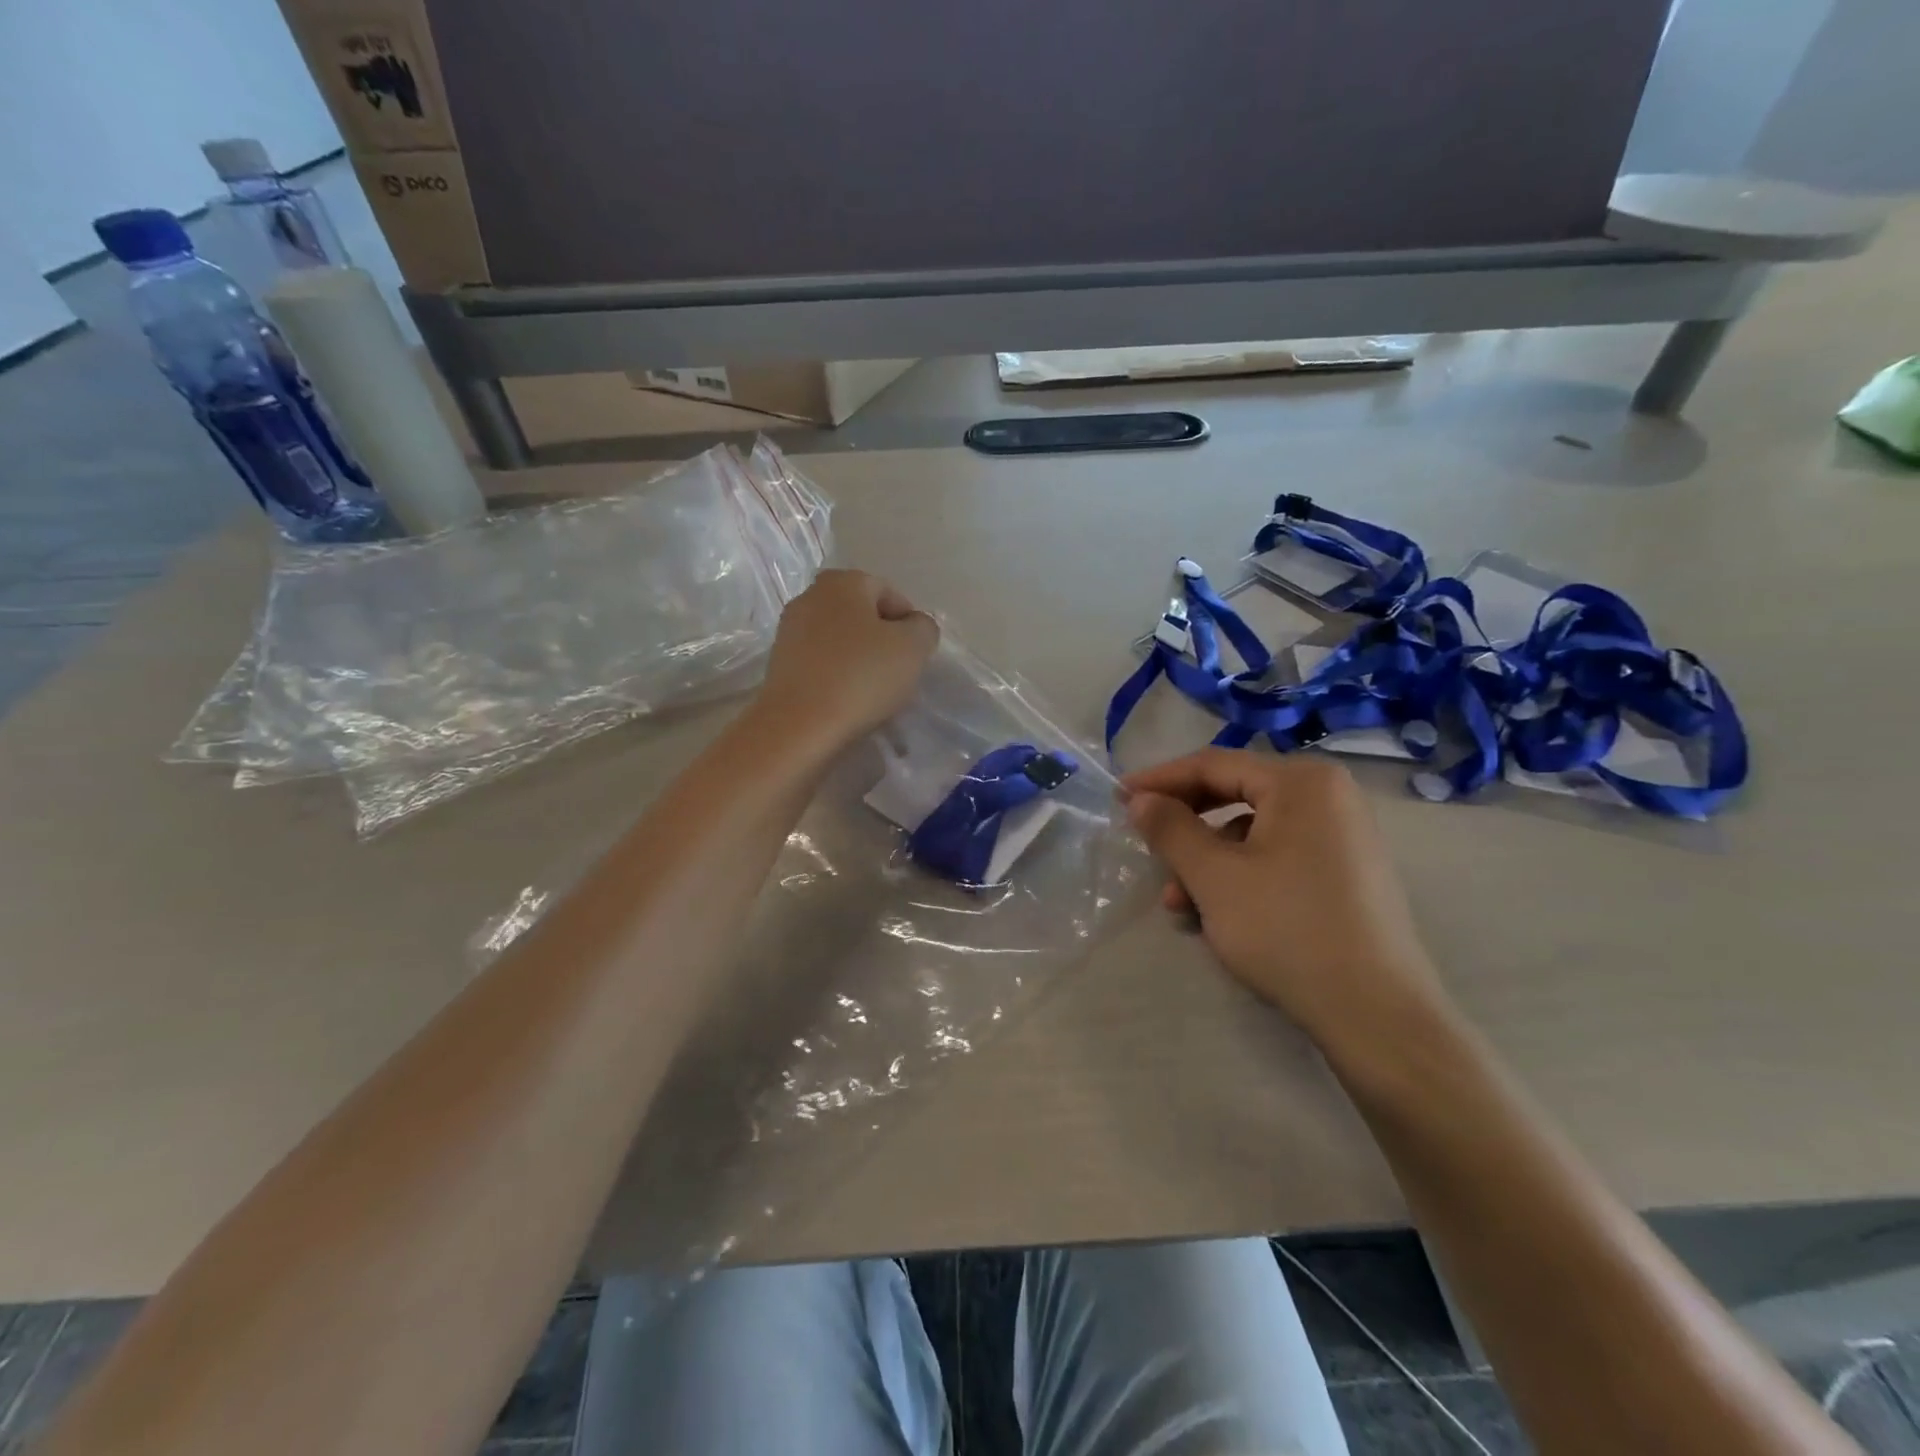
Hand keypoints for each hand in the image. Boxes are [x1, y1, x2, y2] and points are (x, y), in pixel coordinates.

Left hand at [755, 570, 939, 747]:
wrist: (799, 725)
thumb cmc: (861, 677)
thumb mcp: (913, 648)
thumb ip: (923, 628)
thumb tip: (914, 627)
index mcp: (843, 581)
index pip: (889, 593)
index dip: (908, 623)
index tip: (914, 655)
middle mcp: (810, 596)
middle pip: (860, 614)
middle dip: (881, 639)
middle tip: (895, 671)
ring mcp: (789, 630)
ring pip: (838, 638)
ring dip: (857, 657)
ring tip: (870, 690)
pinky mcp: (778, 663)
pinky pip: (819, 661)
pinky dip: (835, 674)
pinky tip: (845, 698)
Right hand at [1123, 750, 1448, 1056]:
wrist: (1376, 1015)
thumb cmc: (1287, 930)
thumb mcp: (1214, 877)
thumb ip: (1170, 829)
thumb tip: (1140, 799)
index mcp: (1302, 782)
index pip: (1214, 764)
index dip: (1160, 780)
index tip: (1118, 798)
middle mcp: (1328, 797)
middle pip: (1234, 795)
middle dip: (1184, 828)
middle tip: (1145, 847)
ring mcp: (1342, 836)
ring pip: (1252, 833)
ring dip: (1206, 863)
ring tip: (1177, 905)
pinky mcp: (1345, 874)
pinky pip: (1276, 858)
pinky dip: (1238, 878)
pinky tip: (1215, 917)